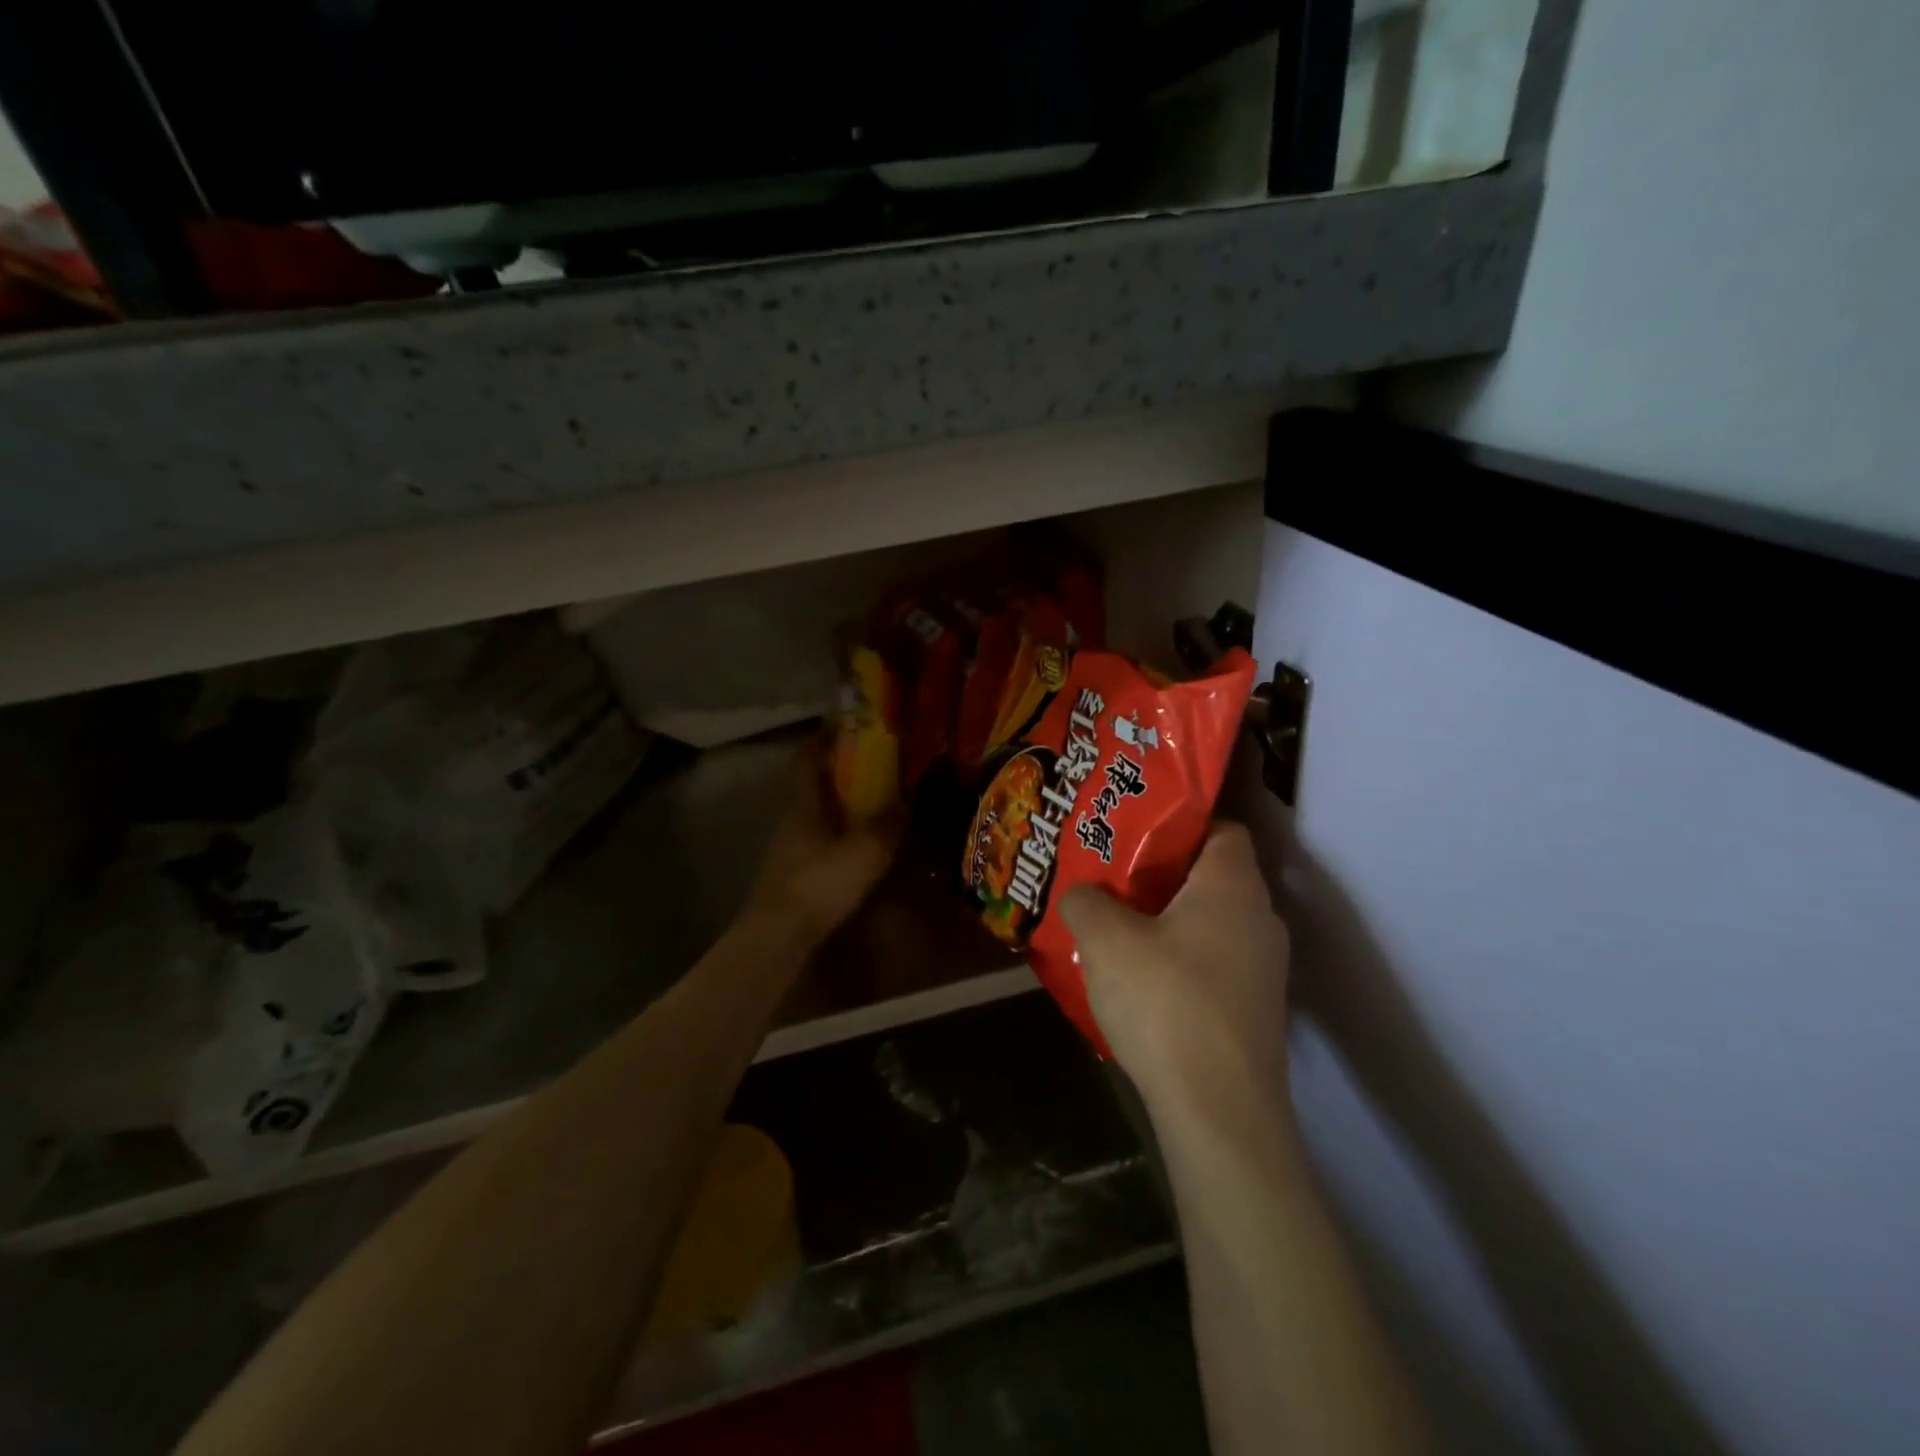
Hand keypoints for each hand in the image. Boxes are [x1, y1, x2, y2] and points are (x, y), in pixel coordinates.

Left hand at [748, 740, 900, 943]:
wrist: (779, 936)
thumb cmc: (821, 884)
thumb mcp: (866, 850)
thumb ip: (888, 823)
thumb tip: (905, 798)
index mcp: (806, 805)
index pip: (808, 759)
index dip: (823, 737)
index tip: (844, 723)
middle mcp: (793, 820)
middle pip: (814, 786)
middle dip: (841, 773)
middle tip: (875, 768)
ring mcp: (789, 850)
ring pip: (817, 816)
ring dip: (841, 807)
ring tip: (875, 808)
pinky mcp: (792, 875)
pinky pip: (820, 843)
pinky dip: (839, 837)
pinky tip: (860, 851)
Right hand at [1060, 822, 1291, 1120]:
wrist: (1219, 1112)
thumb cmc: (1165, 1002)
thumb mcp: (1104, 941)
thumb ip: (1086, 901)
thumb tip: (1082, 892)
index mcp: (1233, 885)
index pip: (1222, 828)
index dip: (1180, 824)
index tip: (1135, 834)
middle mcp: (1261, 918)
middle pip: (1213, 876)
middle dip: (1163, 875)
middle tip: (1114, 879)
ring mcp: (1265, 969)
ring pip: (1213, 923)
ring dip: (1170, 922)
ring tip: (1119, 930)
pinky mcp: (1256, 1011)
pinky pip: (1216, 964)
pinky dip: (1183, 962)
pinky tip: (1143, 983)